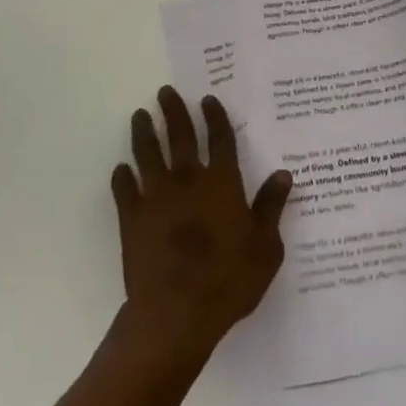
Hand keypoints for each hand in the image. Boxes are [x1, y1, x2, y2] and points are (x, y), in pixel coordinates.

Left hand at [111, 87, 292, 358]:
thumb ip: (271, 208)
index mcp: (222, 183)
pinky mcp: (132, 218)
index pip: (221, 139)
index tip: (207, 99)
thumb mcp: (265, 248)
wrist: (176, 314)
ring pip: (148, 154)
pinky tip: (121, 169)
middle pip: (180, 136)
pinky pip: (124, 189)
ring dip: (144, 132)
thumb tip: (283, 174)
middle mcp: (188, 180)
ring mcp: (156, 197)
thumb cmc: (228, 281)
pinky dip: (122, 176)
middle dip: (173, 111)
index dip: (215, 117)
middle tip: (165, 91)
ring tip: (140, 115)